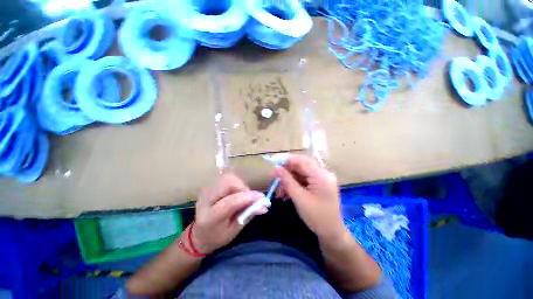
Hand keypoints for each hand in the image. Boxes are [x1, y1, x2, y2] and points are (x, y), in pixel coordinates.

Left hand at [192, 172, 265, 253]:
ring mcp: (206, 191)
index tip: (261, 197)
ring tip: (244, 196)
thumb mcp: (234, 231)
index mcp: (210, 218)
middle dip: (242, 187)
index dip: (247, 198)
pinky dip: (236, 184)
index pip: (230, 202)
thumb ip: (247, 215)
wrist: (200, 234)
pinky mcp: (210, 186)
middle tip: (250, 197)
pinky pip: (227, 179)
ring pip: (228, 177)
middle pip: (227, 182)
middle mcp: (205, 200)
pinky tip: (237, 194)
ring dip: (240, 185)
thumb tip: (263, 206)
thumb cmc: (218, 236)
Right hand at [274, 154, 345, 241]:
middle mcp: (322, 173)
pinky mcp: (318, 183)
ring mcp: (321, 178)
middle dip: (286, 171)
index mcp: (321, 175)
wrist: (332, 233)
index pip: (301, 161)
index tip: (273, 162)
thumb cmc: (317, 217)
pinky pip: (303, 179)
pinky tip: (285, 192)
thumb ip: (287, 181)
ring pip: (300, 173)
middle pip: (300, 165)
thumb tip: (276, 168)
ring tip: (279, 191)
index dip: (286, 159)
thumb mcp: (299, 198)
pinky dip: (293, 184)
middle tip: (274, 178)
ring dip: (288, 179)